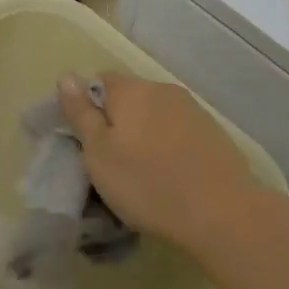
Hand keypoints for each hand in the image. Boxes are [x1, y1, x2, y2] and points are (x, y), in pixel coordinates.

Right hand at [57, 73, 261, 254]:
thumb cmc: (147, 183)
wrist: (221, 211)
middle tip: (110, 162)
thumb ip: (82, 113)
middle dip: (117, 122)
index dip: (87, 106)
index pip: (99, 81)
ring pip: (155, 114)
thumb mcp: (99, 154)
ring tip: (141, 171)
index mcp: (131, 90)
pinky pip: (178, 131)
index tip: (85, 140)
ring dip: (144, 134)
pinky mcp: (213, 132)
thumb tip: (67, 76)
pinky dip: (168, 146)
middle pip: (130, 97)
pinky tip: (170, 174)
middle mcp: (162, 89)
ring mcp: (192, 109)